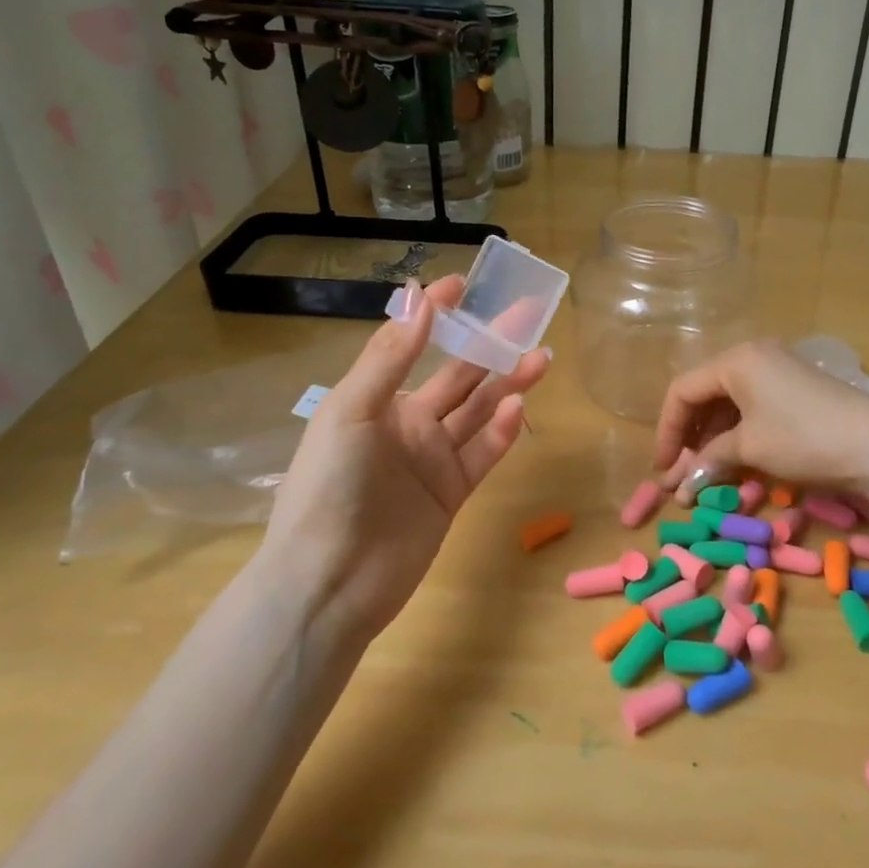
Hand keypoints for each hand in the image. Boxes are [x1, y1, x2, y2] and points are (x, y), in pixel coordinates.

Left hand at [264, 275, 549, 643]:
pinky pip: (483, 453)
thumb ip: (390, 356)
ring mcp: (432, 459)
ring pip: (479, 411)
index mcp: (376, 399)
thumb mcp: (351, 411)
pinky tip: (518, 409)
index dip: (437, 314)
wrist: (329, 583)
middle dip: (489, 346)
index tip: (463, 284)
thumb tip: (419, 296)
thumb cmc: (329, 486)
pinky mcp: (452, 493)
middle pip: (458, 376)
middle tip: (527, 317)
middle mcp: (407, 423)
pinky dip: (502, 431)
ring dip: (508, 384)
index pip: (413, 344)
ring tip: (539, 359)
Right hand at [652, 340, 868, 501]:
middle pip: (705, 394)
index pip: (682, 391)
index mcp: (736, 360)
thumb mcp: (750, 448)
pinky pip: (753, 408)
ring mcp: (778, 371)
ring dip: (712, 439)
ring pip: (729, 403)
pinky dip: (738, 434)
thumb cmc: (804, 438)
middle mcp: (753, 357)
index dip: (667, 431)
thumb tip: (683, 482)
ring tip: (703, 473)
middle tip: (680, 474)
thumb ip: (710, 459)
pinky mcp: (797, 390)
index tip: (663, 468)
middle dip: (689, 437)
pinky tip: (733, 460)